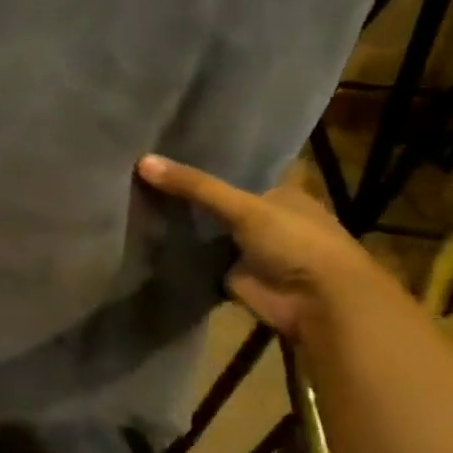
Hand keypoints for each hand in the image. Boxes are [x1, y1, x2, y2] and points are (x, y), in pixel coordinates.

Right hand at [136, 154, 393, 339]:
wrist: (318, 303)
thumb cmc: (295, 241)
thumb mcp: (244, 206)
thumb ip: (195, 187)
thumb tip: (142, 161)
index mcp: (279, 192)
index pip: (235, 170)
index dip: (204, 161)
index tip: (165, 149)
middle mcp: (264, 218)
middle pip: (217, 201)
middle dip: (186, 193)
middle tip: (139, 173)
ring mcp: (248, 249)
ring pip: (206, 231)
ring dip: (180, 223)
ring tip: (134, 199)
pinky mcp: (233, 276)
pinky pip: (199, 260)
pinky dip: (179, 254)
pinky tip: (146, 236)